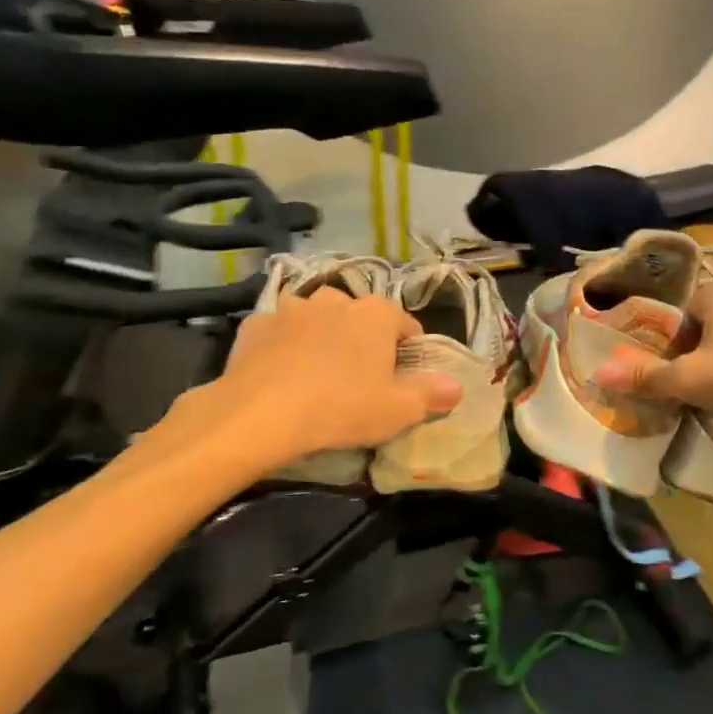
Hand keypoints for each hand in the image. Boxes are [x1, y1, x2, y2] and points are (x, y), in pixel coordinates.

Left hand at [170, 289, 459, 471]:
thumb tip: (456, 386)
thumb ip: (430, 395)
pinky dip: (283, 345)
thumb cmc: (340, 408)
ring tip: (318, 372)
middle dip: (362, 339)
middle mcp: (336, 299)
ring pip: (317, 317)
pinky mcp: (256, 323)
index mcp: (377, 314)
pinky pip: (279, 331)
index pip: (405, 325)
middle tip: (359, 377)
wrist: (258, 414)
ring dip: (322, 335)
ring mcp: (292, 308)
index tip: (402, 377)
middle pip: (359, 317)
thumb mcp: (396, 411)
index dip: (407, 350)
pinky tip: (279, 372)